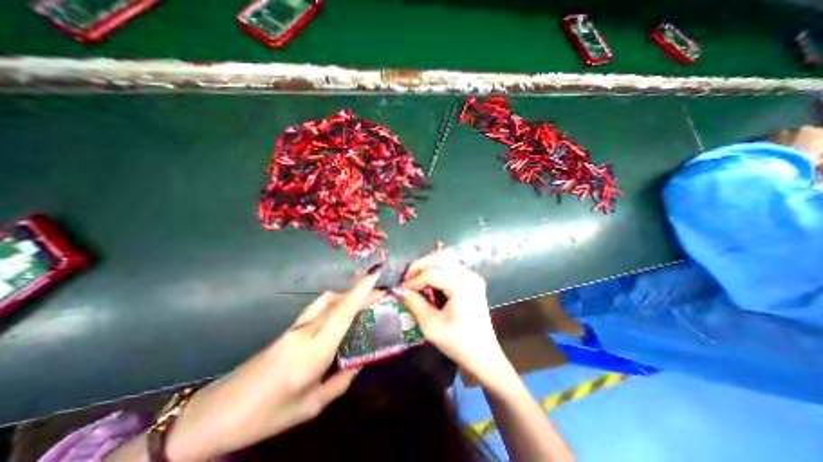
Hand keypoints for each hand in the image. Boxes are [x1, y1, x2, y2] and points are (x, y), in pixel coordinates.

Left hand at [169, 270, 385, 461]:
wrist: (215, 412)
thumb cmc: (266, 415)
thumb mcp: (310, 406)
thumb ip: (340, 382)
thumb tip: (360, 363)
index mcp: (314, 351)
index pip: (343, 312)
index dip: (361, 290)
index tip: (375, 273)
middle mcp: (306, 331)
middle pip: (339, 301)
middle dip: (361, 291)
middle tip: (381, 292)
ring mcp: (296, 327)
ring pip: (328, 300)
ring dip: (348, 295)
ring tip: (364, 302)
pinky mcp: (290, 328)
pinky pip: (318, 307)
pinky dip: (335, 302)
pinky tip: (340, 313)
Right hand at [398, 249, 508, 386]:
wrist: (484, 356)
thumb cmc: (458, 343)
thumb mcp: (431, 326)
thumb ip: (415, 304)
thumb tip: (401, 290)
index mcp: (461, 285)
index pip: (431, 272)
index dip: (413, 279)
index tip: (401, 289)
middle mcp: (469, 275)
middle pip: (440, 257)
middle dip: (420, 265)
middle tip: (407, 279)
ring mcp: (472, 276)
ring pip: (446, 259)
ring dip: (429, 266)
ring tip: (416, 279)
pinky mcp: (472, 281)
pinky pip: (451, 267)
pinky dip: (437, 271)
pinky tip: (429, 282)